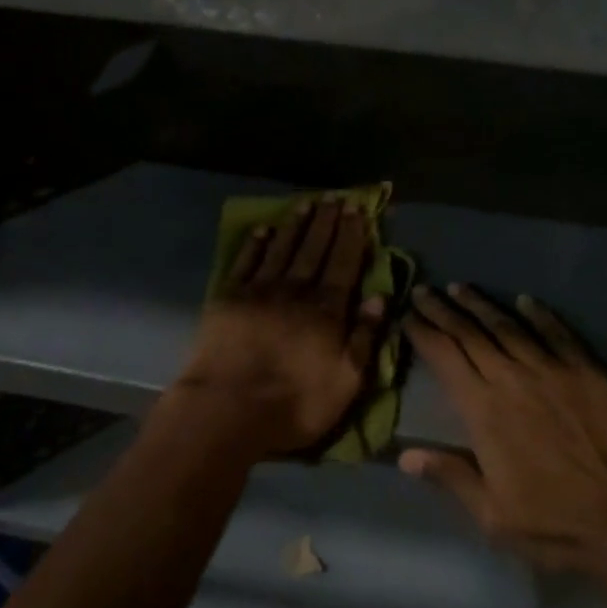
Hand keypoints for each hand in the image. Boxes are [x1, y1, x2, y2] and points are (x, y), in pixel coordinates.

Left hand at [173, 199, 384, 456]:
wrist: (227, 410)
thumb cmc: (294, 404)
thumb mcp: (346, 382)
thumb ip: (365, 337)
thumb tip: (380, 296)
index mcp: (326, 310)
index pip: (344, 263)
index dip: (352, 235)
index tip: (357, 210)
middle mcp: (295, 290)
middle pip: (315, 249)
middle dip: (327, 222)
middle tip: (335, 197)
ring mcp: (259, 291)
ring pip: (282, 248)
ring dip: (296, 225)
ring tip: (306, 203)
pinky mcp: (228, 298)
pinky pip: (246, 262)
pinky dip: (256, 244)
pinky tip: (263, 229)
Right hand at [400, 284, 606, 572]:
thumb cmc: (556, 523)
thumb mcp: (493, 516)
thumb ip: (451, 477)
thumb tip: (405, 455)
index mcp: (483, 410)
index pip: (444, 358)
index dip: (423, 333)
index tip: (407, 316)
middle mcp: (511, 378)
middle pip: (470, 334)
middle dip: (443, 310)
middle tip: (424, 291)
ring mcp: (551, 370)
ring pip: (508, 326)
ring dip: (481, 305)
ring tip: (461, 288)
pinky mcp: (586, 371)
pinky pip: (556, 333)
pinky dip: (539, 314)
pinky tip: (525, 301)